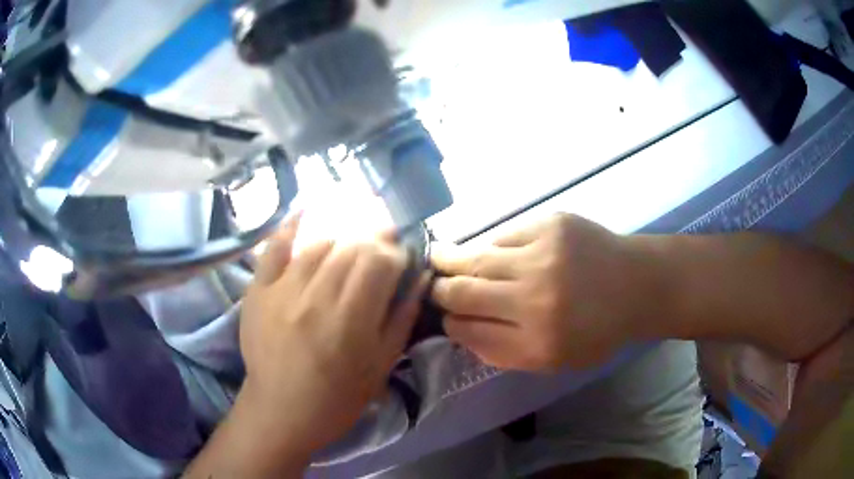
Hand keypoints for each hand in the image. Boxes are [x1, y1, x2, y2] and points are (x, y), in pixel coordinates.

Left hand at [239, 215, 426, 460]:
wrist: (281, 411)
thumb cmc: (337, 398)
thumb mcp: (381, 367)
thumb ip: (402, 319)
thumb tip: (420, 277)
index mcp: (351, 320)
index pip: (379, 261)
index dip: (395, 252)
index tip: (401, 258)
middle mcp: (316, 297)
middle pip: (351, 246)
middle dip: (373, 240)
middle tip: (380, 245)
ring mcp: (282, 290)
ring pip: (319, 243)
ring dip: (341, 238)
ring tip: (350, 244)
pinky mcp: (258, 290)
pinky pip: (274, 247)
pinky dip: (290, 226)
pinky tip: (306, 212)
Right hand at [431, 213, 644, 371]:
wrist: (637, 284)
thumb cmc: (598, 329)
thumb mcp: (553, 360)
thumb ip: (503, 351)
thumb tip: (461, 329)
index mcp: (537, 341)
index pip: (470, 330)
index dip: (451, 323)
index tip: (447, 317)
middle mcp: (535, 298)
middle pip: (463, 292)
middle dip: (439, 290)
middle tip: (430, 285)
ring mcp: (542, 255)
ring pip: (476, 258)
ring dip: (450, 260)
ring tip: (435, 257)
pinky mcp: (550, 224)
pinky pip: (503, 236)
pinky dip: (490, 246)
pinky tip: (489, 251)